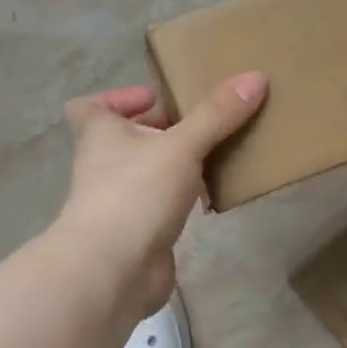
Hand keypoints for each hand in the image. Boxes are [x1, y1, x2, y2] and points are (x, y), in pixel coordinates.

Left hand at [56, 72, 266, 316]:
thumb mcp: (181, 146)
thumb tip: (256, 77)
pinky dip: (181, 200)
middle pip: (126, 139)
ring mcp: (119, 202)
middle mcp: (102, 165)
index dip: (118, 99)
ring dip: (174, 166)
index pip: (91, 107)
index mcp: (100, 134)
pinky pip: (160, 207)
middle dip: (160, 130)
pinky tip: (211, 198)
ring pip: (146, 174)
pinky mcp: (138, 233)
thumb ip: (216, 115)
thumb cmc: (136, 193)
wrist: (114, 270)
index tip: (155, 99)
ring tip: (216, 156)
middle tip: (203, 124)